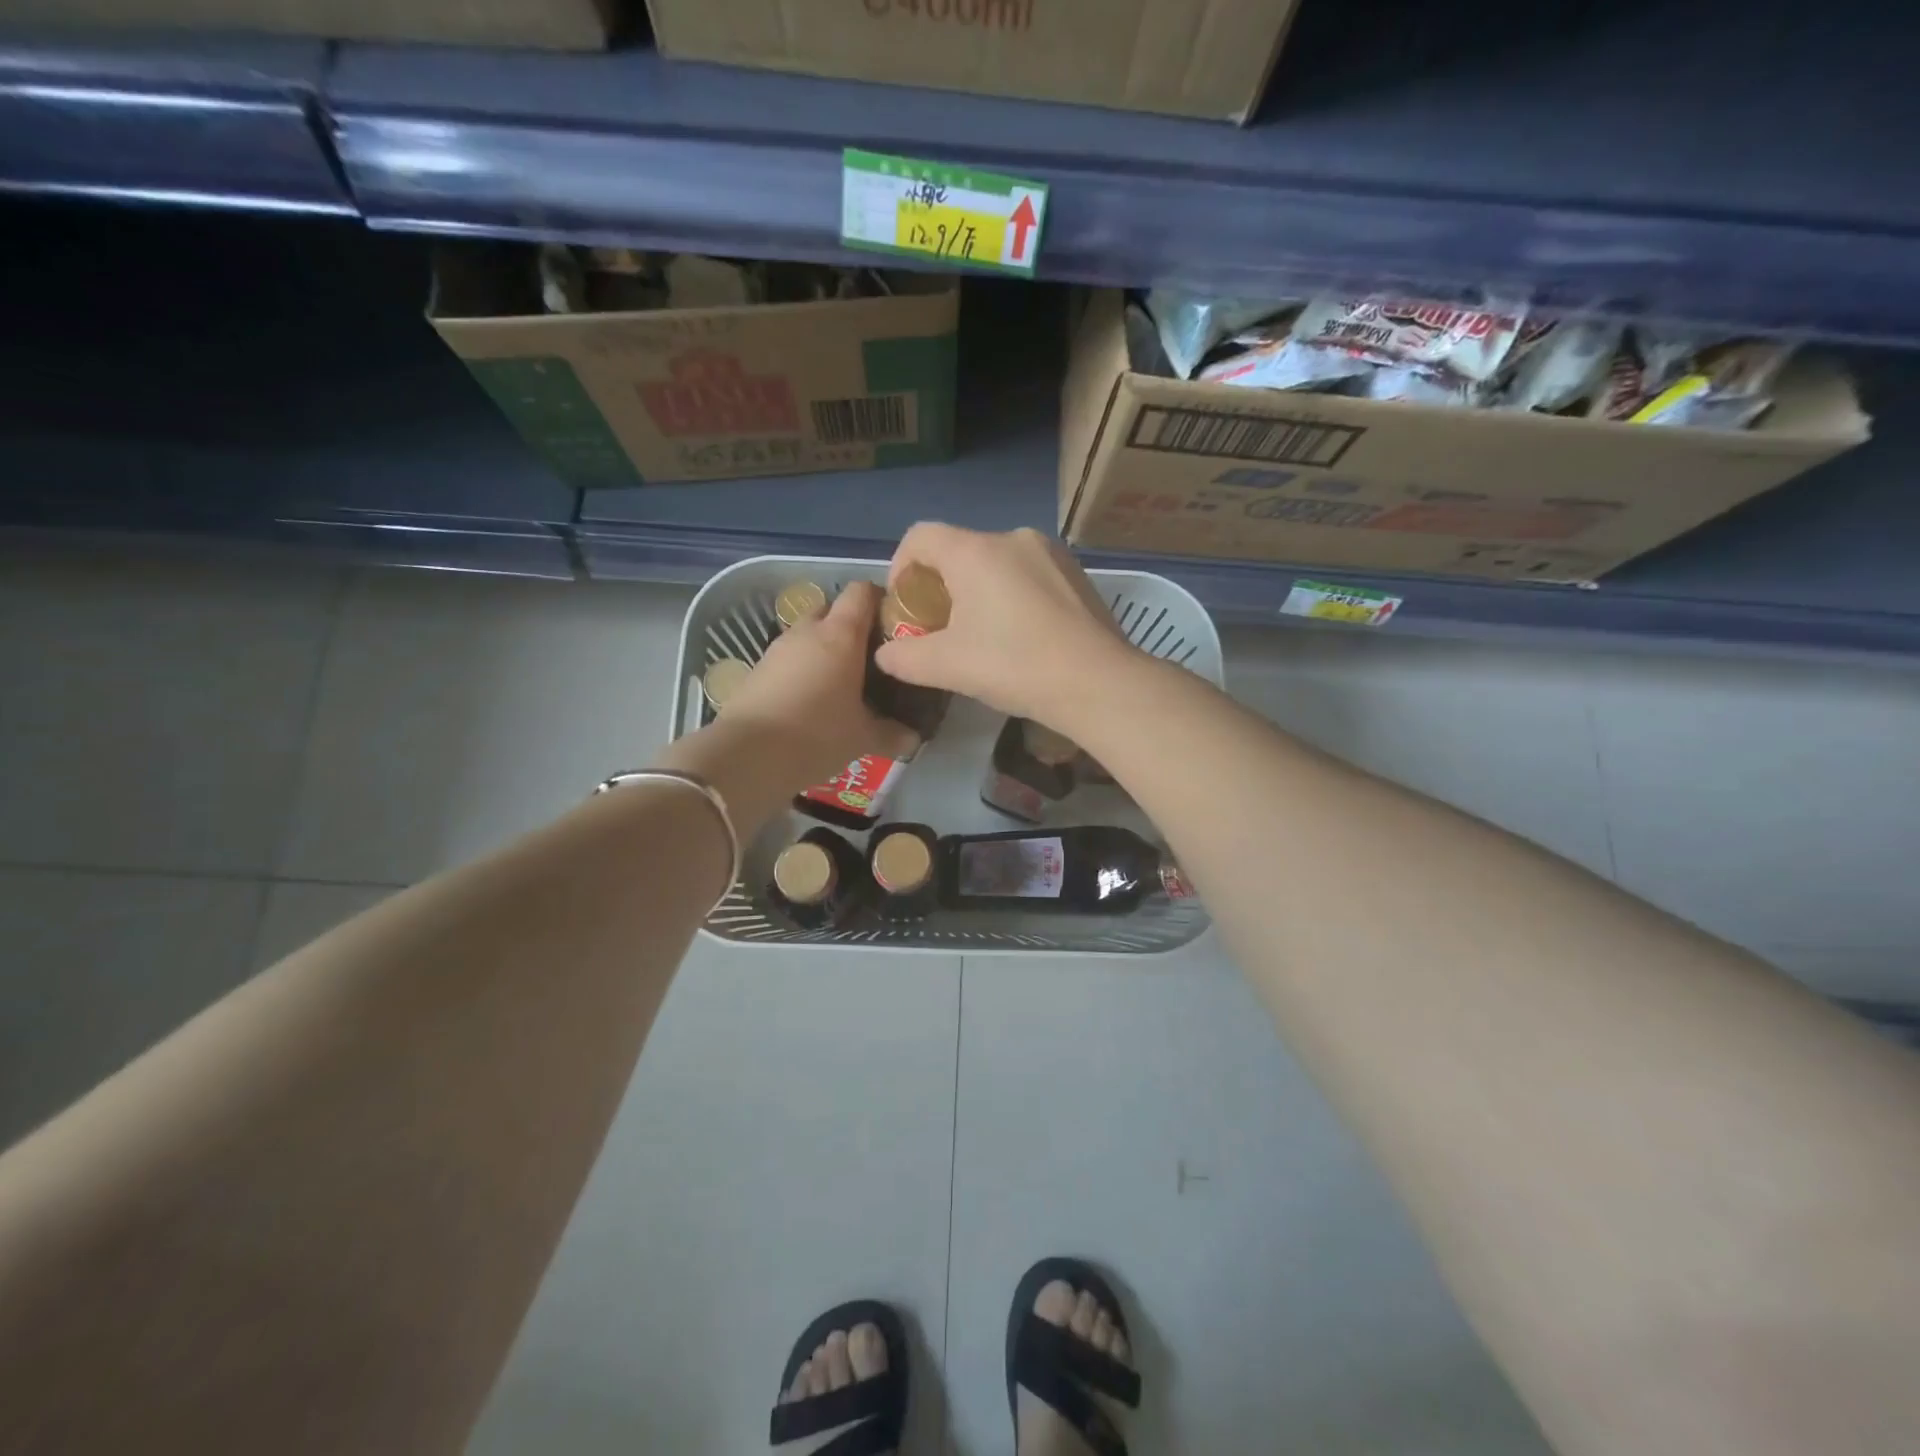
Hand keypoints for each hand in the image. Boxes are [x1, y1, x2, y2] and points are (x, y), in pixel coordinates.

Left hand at [719, 580, 913, 790]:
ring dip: (825, 650)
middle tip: (870, 658)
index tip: (894, 625)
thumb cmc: (817, 734)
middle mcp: (808, 631)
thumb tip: (913, 739)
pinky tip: (813, 700)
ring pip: (808, 635)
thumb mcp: (863, 738)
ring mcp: (778, 648)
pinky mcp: (758, 670)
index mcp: (841, 635)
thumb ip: (892, 734)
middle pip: (832, 609)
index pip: (862, 592)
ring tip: (843, 683)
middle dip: (851, 626)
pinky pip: (789, 659)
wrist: (747, 755)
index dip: (880, 601)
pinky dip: (803, 669)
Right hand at [873, 524, 1138, 731]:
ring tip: (983, 638)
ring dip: (977, 593)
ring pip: (995, 564)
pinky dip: (1011, 596)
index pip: (920, 536)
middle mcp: (1013, 538)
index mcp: (976, 550)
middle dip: (940, 588)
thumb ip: (904, 658)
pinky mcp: (1076, 573)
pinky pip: (1027, 574)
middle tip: (940, 631)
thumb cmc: (1015, 666)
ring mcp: (1051, 553)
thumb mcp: (947, 667)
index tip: (905, 608)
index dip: (900, 568)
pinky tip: (1022, 636)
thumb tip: (885, 655)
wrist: (1099, 683)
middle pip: (958, 551)